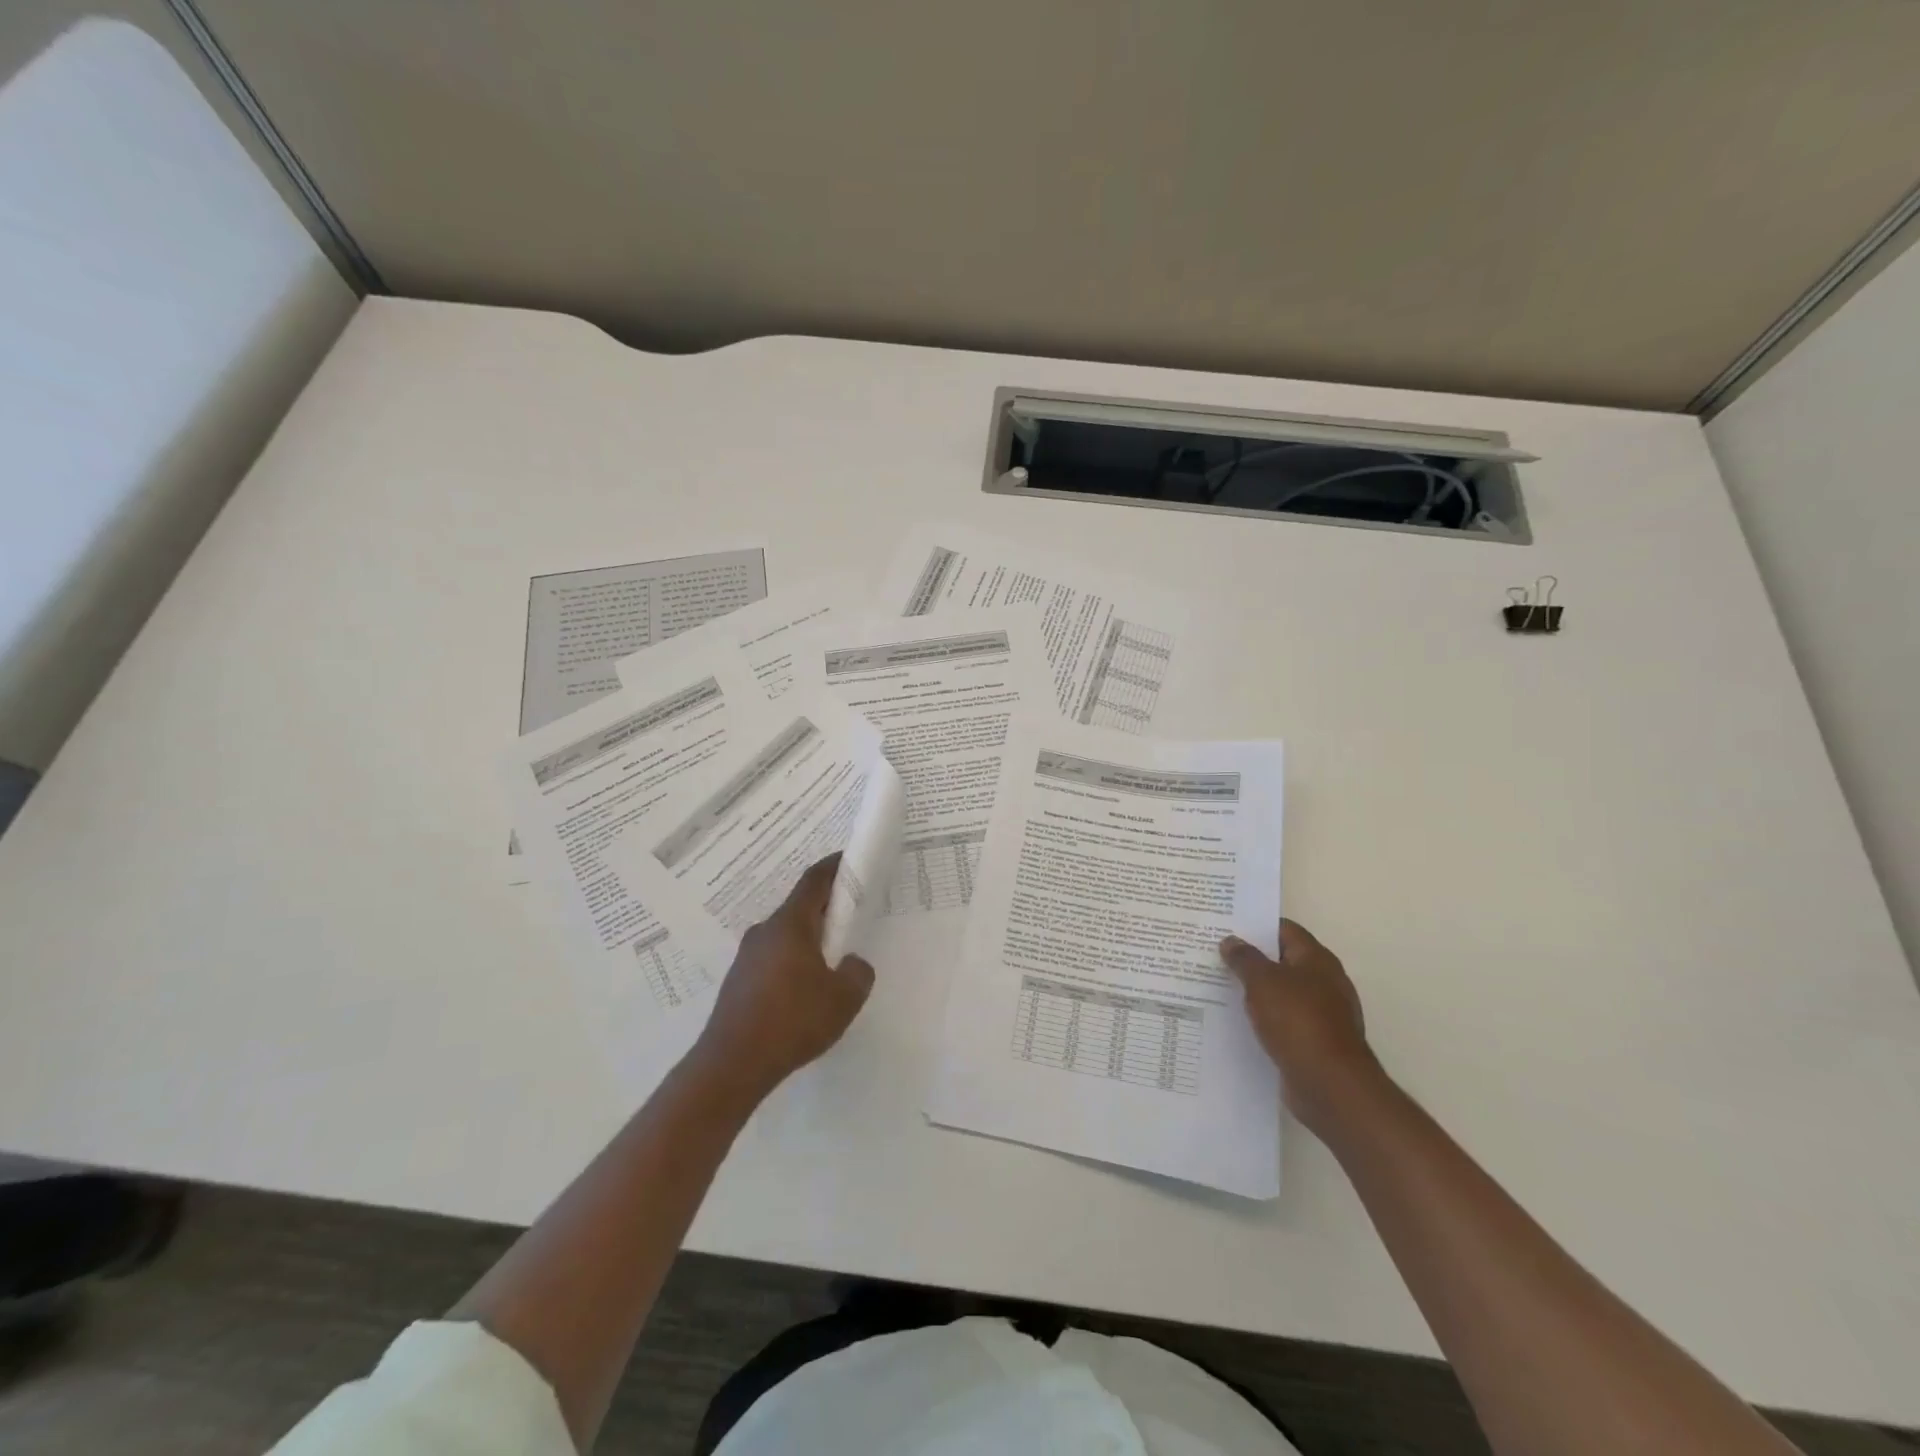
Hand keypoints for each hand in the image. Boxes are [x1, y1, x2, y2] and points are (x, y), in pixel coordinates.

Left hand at [691, 853, 875, 1102]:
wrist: (732, 1064)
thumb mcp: (844, 998)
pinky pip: (772, 959)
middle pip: (799, 907)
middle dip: (825, 908)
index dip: (833, 867)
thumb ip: (858, 973)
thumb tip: (852, 964)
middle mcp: (765, 932)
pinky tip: (802, 992)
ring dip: (808, 939)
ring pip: (785, 935)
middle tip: (850, 919)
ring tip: (829, 963)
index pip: (814, 881)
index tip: (849, 859)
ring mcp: (747, 956)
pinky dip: (792, 962)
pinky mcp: (738, 981)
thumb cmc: (793, 1021)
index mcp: (790, 925)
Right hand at [1220, 920, 1377, 1131]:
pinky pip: (1284, 1021)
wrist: (1330, 1085)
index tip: (1225, 927)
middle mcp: (1324, 982)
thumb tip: (1231, 941)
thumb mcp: (1262, 982)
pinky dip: (1264, 1019)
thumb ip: (1244, 958)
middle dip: (1251, 959)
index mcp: (1316, 959)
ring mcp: (1322, 1014)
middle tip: (1215, 955)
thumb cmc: (1297, 1021)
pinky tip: (1238, 1021)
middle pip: (1283, 960)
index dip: (1255, 925)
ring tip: (1218, 987)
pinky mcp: (1315, 1042)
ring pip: (1281, 993)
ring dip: (1256, 991)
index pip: (1284, 930)